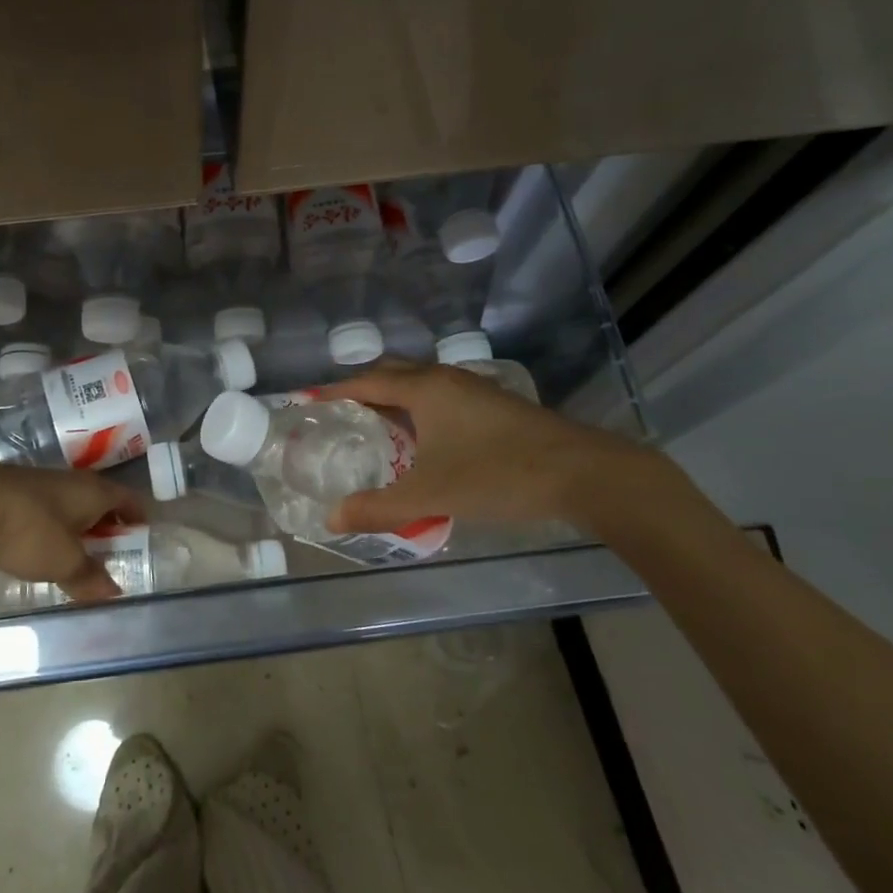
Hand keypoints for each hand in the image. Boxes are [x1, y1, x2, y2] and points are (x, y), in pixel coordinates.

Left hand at [0, 462, 145, 602]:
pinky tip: (40, 547)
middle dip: (109, 527)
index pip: (130, 500)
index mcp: (95, 491)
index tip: (142, 543)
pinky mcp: (17, 490)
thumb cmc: (27, 530)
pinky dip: (53, 526)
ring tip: (75, 557)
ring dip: (79, 527)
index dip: (139, 520)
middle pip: (102, 501)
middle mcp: (75, 481)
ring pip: (73, 504)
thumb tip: (116, 593)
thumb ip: (90, 578)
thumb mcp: (63, 562)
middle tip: (110, 557)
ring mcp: (44, 482)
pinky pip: (47, 508)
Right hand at [321, 360, 685, 536]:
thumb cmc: (497, 474)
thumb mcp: (431, 494)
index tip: (309, 401)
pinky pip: (444, 398)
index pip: (367, 382)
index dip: (335, 391)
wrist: (583, 473)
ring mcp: (476, 390)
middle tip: (340, 414)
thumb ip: (378, 507)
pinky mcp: (497, 406)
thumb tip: (332, 518)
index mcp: (424, 389)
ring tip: (377, 428)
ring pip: (423, 385)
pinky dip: (422, 410)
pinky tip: (427, 442)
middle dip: (364, 389)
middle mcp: (447, 379)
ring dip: (396, 399)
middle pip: (394, 373)